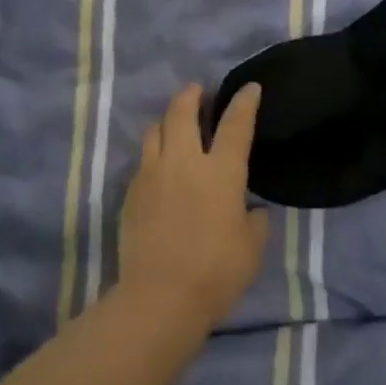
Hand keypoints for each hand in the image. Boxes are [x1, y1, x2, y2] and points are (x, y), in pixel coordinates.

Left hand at [117, 84, 270, 330]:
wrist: (160, 296)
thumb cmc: (216, 272)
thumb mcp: (252, 247)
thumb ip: (254, 220)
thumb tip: (250, 209)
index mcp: (221, 171)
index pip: (235, 125)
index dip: (244, 102)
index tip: (249, 87)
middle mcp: (184, 162)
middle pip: (182, 112)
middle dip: (192, 96)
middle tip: (198, 92)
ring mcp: (152, 174)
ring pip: (155, 131)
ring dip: (167, 121)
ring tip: (175, 125)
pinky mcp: (130, 193)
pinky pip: (143, 160)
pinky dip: (154, 153)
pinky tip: (160, 167)